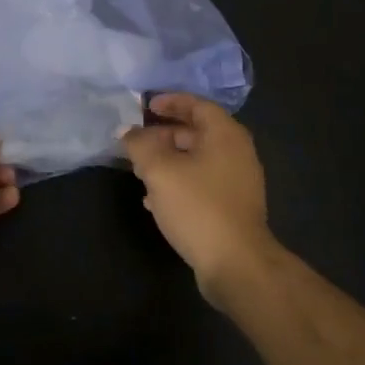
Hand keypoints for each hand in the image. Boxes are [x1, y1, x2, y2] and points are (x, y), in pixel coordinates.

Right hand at [121, 94, 278, 302]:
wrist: (236, 263)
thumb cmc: (198, 206)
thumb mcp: (159, 170)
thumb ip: (139, 145)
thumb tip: (126, 130)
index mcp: (225, 134)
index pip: (197, 105)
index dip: (170, 101)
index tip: (145, 106)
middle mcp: (237, 152)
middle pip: (197, 132)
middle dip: (164, 134)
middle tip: (137, 140)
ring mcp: (238, 181)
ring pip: (198, 159)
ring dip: (169, 160)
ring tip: (140, 170)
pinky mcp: (233, 207)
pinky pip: (202, 183)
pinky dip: (179, 182)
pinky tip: (155, 200)